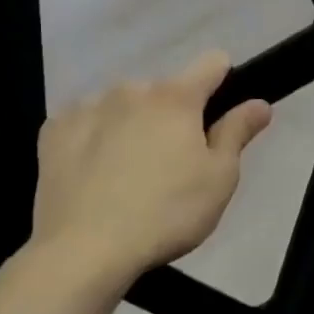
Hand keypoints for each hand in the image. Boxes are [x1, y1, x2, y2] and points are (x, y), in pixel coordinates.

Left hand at [30, 51, 271, 282]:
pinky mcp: (53, 131)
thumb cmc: (166, 214)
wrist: (84, 250)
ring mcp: (88, 107)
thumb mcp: (219, 179)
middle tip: (174, 164)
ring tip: (129, 174)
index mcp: (176, 98)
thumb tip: (259, 102)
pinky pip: (86, 123)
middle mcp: (130, 90)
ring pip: (123, 106)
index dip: (224, 81)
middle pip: (164, 92)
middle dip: (174, 117)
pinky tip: (95, 174)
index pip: (212, 64)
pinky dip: (95, 139)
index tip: (221, 112)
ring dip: (133, 125)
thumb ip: (238, 132)